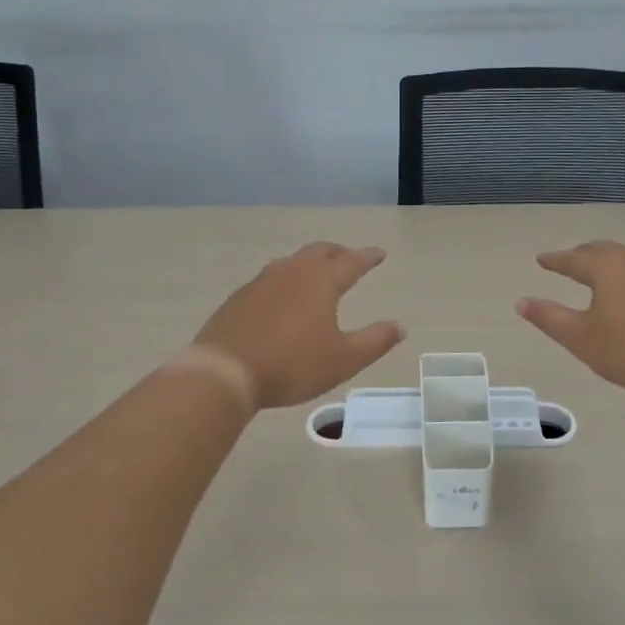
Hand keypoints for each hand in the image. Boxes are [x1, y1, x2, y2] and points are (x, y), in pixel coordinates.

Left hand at [193, 243, 405, 408]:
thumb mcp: (343, 359)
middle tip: (350, 257)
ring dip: (309, 264)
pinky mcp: (239, 298)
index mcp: (320, 281)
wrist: (224, 372)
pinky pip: (270, 280)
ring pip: (292, 263)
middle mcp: (291, 272)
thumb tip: (399, 326)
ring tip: (317, 275)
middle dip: (338, 252)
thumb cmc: (292, 364)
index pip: (351, 262)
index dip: (368, 257)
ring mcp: (261, 282)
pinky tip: (282, 299)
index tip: (379, 253)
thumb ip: (375, 341)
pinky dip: (285, 282)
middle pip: (319, 252)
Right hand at [517, 241, 624, 397]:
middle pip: (602, 251)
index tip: (540, 259)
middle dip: (582, 255)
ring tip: (598, 275)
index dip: (554, 260)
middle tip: (568, 262)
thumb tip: (522, 301)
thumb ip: (549, 317)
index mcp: (606, 267)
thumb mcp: (580, 338)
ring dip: (608, 264)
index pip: (573, 258)